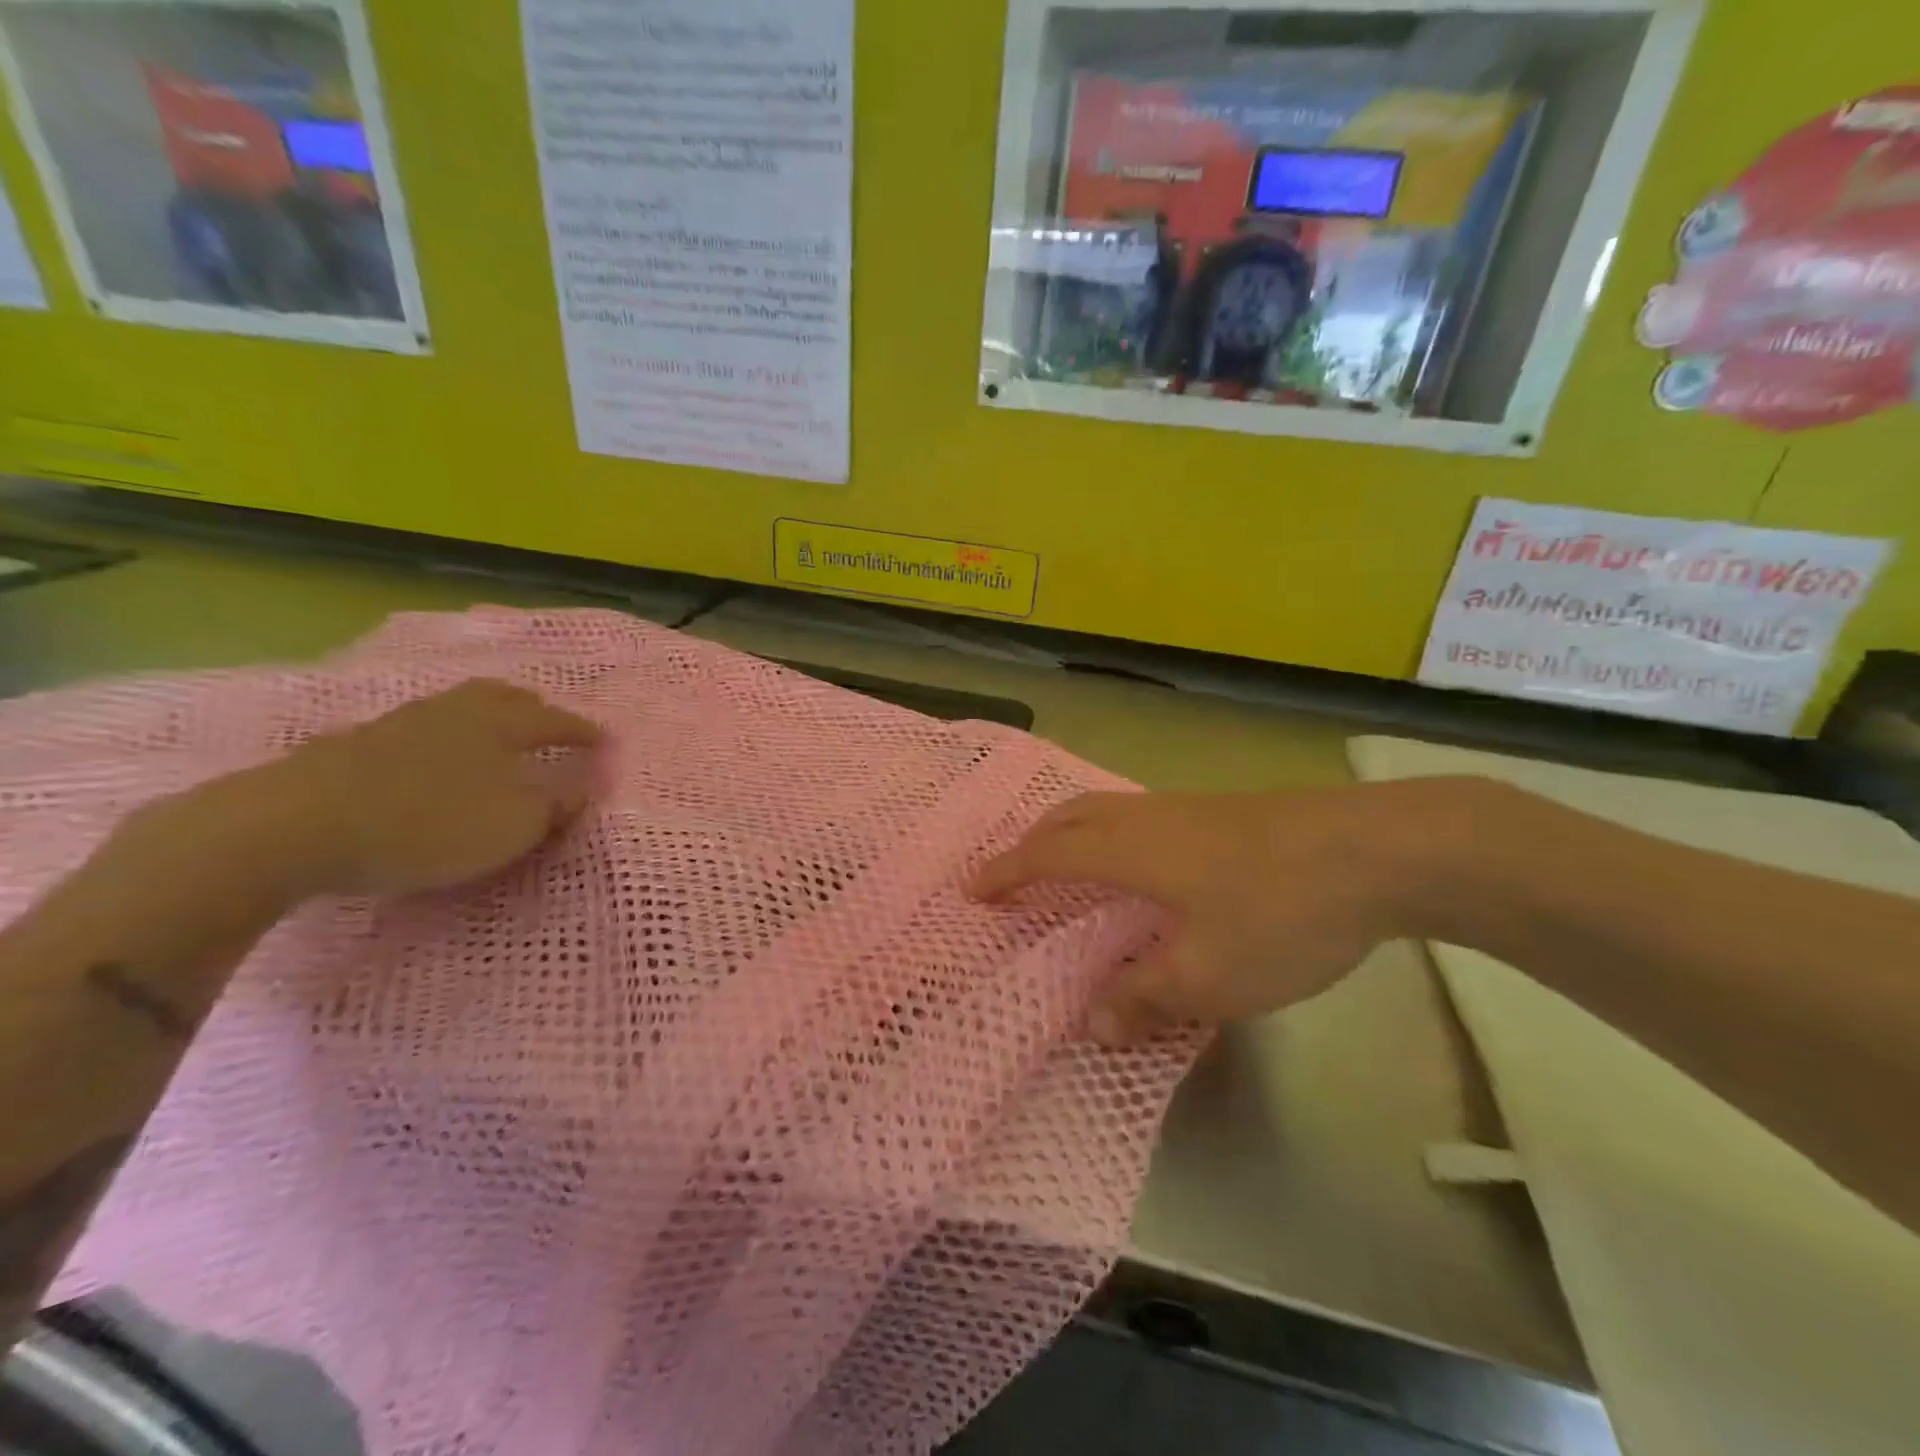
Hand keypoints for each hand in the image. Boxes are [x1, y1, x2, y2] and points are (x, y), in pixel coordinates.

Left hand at [232, 679, 603, 899]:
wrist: (294, 826)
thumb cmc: (427, 824)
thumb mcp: (513, 825)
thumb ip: (557, 805)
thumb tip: (585, 786)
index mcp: (499, 726)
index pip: (555, 722)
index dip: (584, 732)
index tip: (606, 741)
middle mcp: (454, 712)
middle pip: (502, 697)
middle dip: (532, 708)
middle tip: (548, 722)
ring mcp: (399, 724)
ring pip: (456, 707)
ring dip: (484, 716)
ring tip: (493, 734)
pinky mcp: (353, 745)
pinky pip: (416, 729)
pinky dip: (439, 737)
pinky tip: (430, 756)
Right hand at [971, 781, 1475, 1045]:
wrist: (1379, 850)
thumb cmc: (1279, 913)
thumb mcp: (1210, 976)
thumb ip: (1145, 998)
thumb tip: (1095, 1022)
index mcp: (1130, 850)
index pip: (1047, 854)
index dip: (1005, 872)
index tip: (972, 891)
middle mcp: (1148, 818)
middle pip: (1071, 816)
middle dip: (1032, 841)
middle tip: (1011, 873)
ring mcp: (1189, 808)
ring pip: (1108, 809)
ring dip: (1074, 833)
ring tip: (1068, 868)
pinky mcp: (1224, 811)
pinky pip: (1143, 817)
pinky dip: (1115, 835)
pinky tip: (1146, 868)